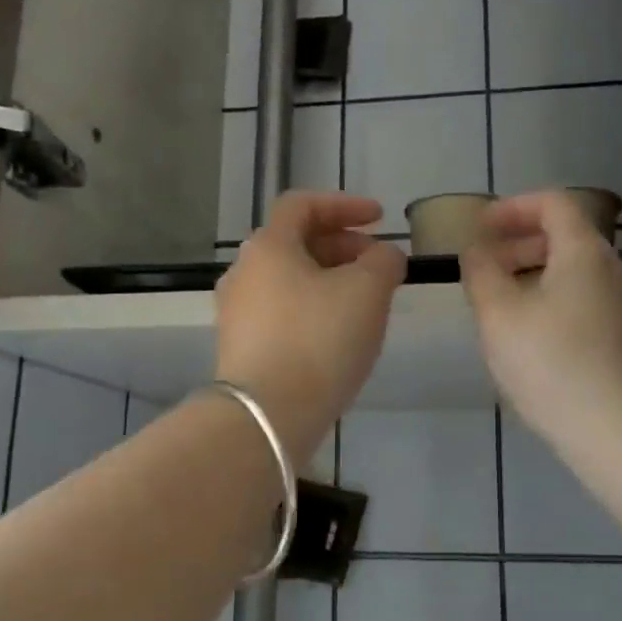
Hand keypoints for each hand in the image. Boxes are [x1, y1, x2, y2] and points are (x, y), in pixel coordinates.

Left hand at [215, 191, 406, 460]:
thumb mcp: (368, 290)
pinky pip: (284, 312)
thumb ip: (384, 260)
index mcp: (268, 246)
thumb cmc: (319, 340)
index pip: (303, 205)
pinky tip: (339, 334)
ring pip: (291, 280)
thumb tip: (384, 256)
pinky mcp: (242, 347)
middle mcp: (244, 272)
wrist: (267, 416)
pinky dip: (314, 308)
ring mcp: (238, 312)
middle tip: (379, 264)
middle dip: (343, 246)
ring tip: (366, 301)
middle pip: (296, 243)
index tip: (380, 218)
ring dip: (330, 279)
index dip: (345, 205)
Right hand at [461, 191, 621, 456]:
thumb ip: (481, 272)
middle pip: (566, 237)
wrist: (621, 434)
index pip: (553, 203)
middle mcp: (615, 269)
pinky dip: (553, 301)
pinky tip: (532, 340)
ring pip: (575, 273)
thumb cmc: (553, 366)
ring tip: (500, 308)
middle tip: (484, 269)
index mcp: (586, 252)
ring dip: (534, 276)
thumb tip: (477, 249)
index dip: (512, 207)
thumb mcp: (499, 316)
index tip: (480, 228)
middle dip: (519, 245)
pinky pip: (586, 302)